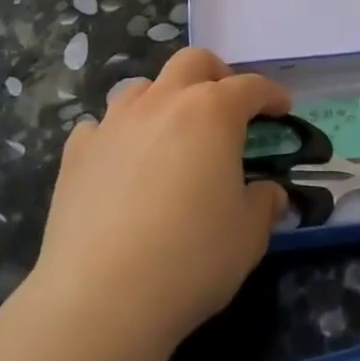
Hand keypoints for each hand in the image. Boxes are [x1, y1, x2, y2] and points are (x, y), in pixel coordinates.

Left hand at [27, 47, 290, 358]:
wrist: (100, 298)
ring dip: (164, 98)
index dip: (271, 94)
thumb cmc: (191, 259)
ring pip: (142, 87)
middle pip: (192, 62)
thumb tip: (269, 193)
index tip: (282, 107)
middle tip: (227, 106)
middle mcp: (162, 103)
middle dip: (216, 74)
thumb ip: (264, 204)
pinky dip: (118, 135)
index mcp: (212, 112)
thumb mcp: (248, 236)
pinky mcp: (77, 153)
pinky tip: (121, 163)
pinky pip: (101, 126)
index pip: (250, 87)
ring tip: (171, 132)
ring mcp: (114, 123)